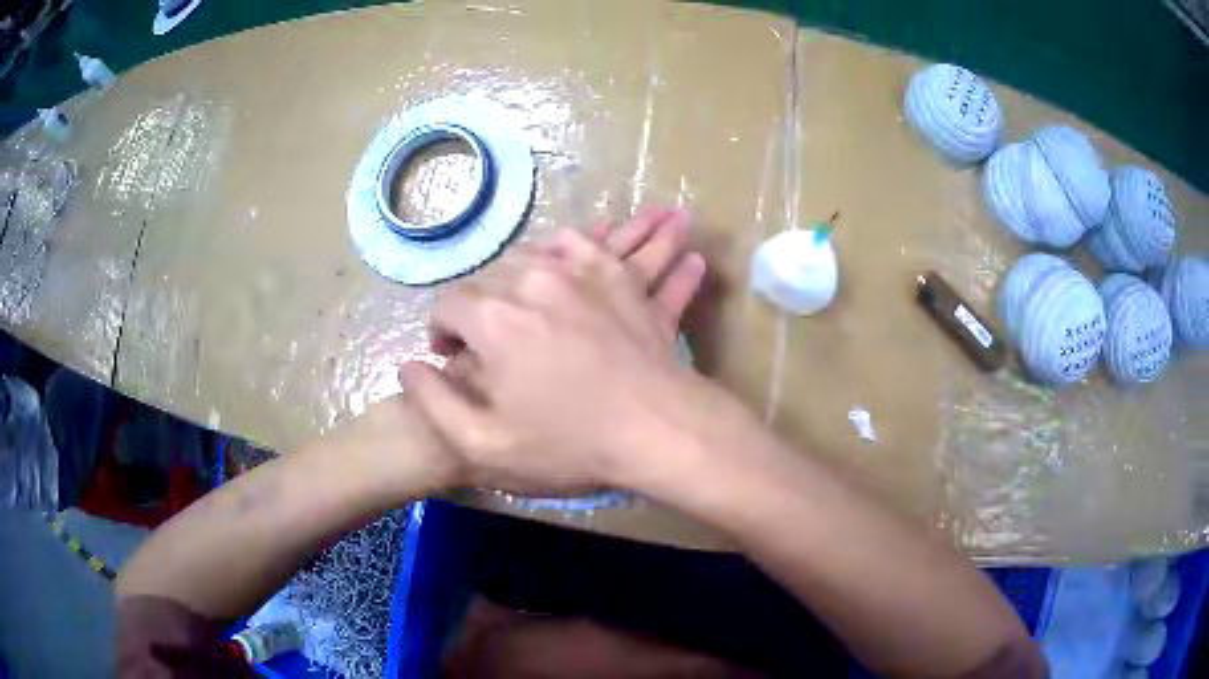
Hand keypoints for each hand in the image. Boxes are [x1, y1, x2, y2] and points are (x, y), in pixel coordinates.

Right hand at [402, 215, 706, 494]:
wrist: (658, 430)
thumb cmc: (571, 445)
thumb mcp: (485, 445)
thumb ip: (433, 402)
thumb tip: (407, 366)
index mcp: (495, 319)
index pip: (448, 304)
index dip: (442, 331)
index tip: (450, 354)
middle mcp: (534, 281)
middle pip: (489, 278)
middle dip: (479, 307)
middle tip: (491, 342)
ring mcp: (582, 273)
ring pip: (534, 254)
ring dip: (520, 277)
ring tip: (524, 305)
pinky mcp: (620, 277)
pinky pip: (589, 245)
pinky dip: (574, 249)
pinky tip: (572, 264)